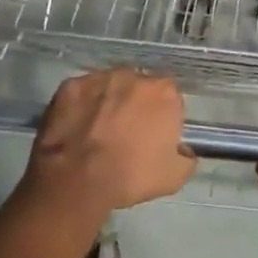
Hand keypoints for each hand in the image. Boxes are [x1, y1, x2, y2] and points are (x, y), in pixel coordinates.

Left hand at [24, 70, 193, 216]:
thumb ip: (186, 157)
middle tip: (126, 132)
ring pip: (110, 86)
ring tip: (98, 129)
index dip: (162, 115)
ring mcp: (100, 78)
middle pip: (140, 87)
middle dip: (136, 104)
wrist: (77, 180)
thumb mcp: (174, 177)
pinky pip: (82, 93)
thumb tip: (183, 151)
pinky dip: (82, 105)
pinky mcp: (71, 85)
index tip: (154, 134)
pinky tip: (77, 127)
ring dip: (109, 101)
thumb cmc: (130, 176)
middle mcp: (134, 76)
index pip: (170, 96)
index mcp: (164, 93)